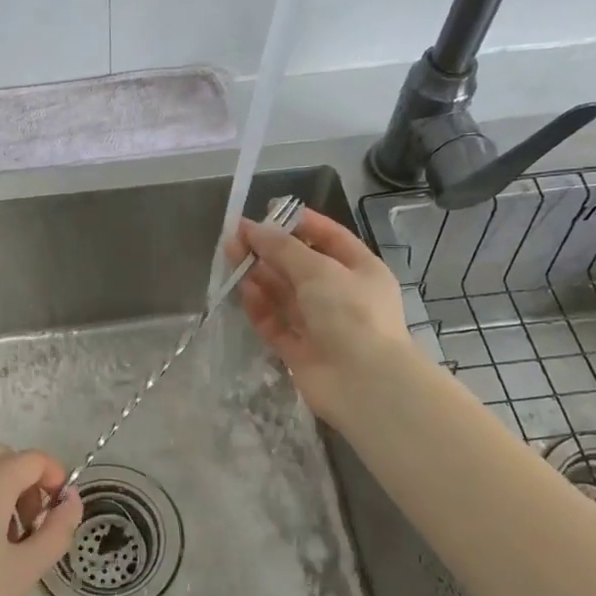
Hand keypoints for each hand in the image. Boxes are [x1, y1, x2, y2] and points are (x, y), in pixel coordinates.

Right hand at [228, 207, 410, 419]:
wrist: (364, 383)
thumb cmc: (351, 313)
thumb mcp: (318, 269)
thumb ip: (282, 248)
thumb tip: (252, 228)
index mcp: (360, 269)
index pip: (329, 237)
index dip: (299, 223)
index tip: (267, 212)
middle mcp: (341, 295)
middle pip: (300, 266)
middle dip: (270, 250)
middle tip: (236, 238)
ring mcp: (320, 325)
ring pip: (285, 295)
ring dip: (260, 276)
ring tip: (231, 258)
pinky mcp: (299, 351)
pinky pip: (276, 323)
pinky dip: (261, 308)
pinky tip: (244, 291)